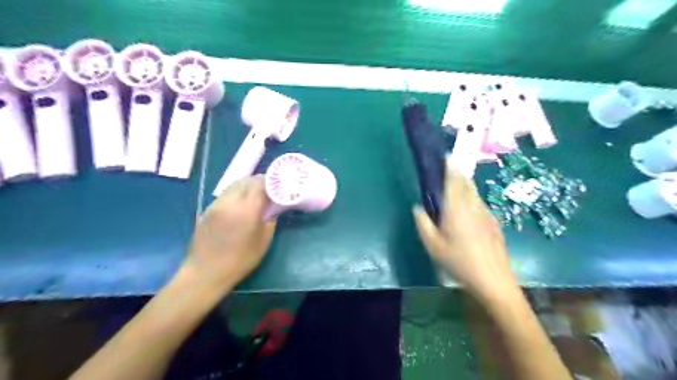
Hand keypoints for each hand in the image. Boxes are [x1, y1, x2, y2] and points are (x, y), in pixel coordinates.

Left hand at [184, 175, 275, 290]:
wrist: (206, 272)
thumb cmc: (240, 260)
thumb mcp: (264, 241)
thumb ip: (271, 218)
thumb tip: (274, 206)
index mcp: (247, 209)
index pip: (260, 183)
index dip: (271, 181)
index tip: (278, 185)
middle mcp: (230, 201)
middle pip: (246, 180)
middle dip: (259, 182)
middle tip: (269, 189)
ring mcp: (216, 204)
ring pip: (234, 185)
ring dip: (246, 186)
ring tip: (255, 195)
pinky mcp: (207, 209)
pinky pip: (225, 194)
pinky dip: (236, 194)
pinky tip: (240, 205)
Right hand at [413, 161, 518, 301]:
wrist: (493, 280)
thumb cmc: (458, 262)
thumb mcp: (432, 245)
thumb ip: (423, 223)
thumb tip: (418, 207)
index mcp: (456, 208)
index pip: (454, 180)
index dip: (450, 166)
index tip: (447, 156)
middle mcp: (473, 206)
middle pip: (466, 183)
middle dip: (458, 173)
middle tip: (448, 171)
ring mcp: (487, 213)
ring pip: (475, 193)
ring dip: (465, 186)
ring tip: (456, 189)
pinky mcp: (494, 223)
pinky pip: (480, 204)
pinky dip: (472, 200)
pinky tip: (468, 213)